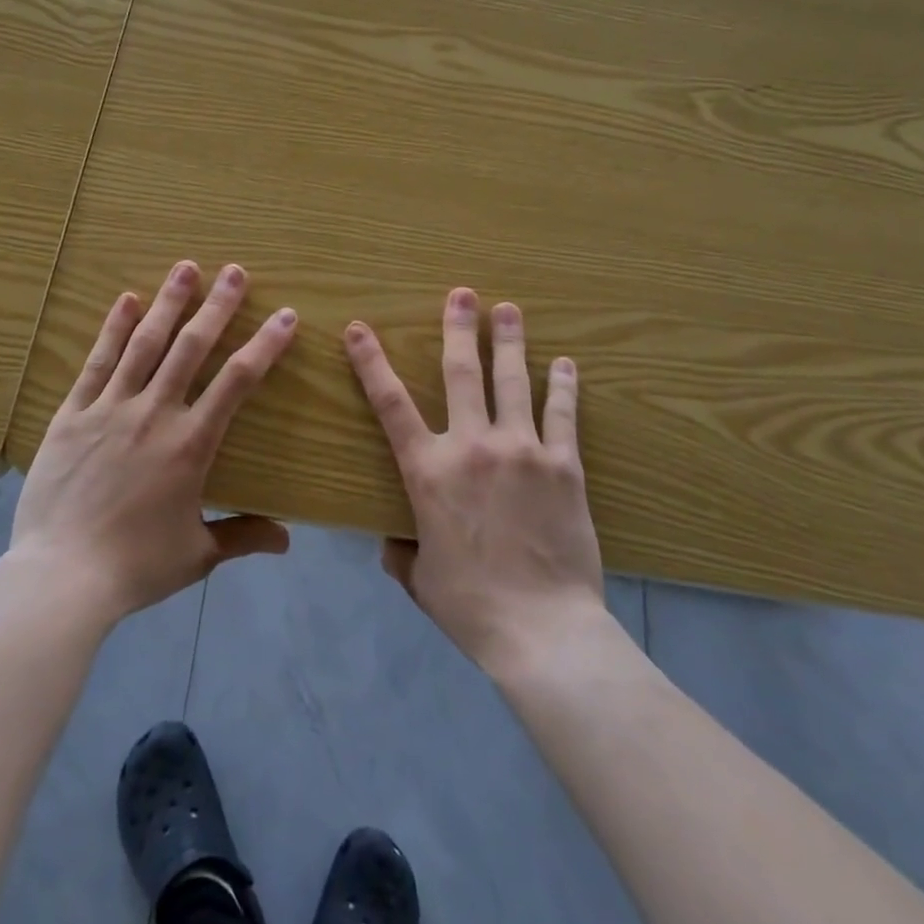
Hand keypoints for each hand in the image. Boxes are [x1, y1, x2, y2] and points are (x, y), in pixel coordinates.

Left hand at [11, 261, 295, 623]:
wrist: (61, 577)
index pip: (238, 381)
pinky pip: (97, 363)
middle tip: (235, 271)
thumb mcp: (197, 554)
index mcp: (191, 443)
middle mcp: (155, 413)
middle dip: (217, 305)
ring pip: (145, 344)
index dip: (265, 344)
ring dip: (168, 303)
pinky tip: (126, 300)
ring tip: (186, 268)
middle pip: (192, 347)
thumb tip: (287, 539)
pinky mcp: (72, 414)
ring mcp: (110, 409)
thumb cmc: (135, 566)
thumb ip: (243, 536)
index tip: (285, 315)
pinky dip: (113, 328)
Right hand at [345, 289, 606, 676]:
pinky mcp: (563, 465)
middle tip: (462, 293)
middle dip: (458, 328)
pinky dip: (563, 385)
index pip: (390, 404)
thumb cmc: (471, 606)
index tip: (359, 327)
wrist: (542, 630)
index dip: (371, 361)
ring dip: (510, 341)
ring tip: (510, 309)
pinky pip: (562, 414)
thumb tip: (394, 543)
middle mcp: (472, 446)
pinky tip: (564, 363)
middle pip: (461, 373)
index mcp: (429, 470)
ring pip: (512, 381)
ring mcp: (521, 450)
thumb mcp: (421, 579)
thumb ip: (403, 553)